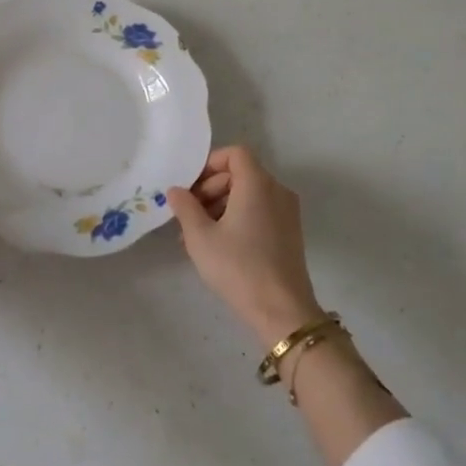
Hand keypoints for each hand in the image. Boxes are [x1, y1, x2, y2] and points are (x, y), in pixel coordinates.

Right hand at [171, 145, 323, 348]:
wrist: (282, 311)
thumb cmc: (238, 267)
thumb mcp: (200, 237)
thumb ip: (185, 207)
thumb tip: (176, 190)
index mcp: (257, 184)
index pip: (234, 154)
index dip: (209, 164)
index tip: (190, 188)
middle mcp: (277, 191)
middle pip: (240, 174)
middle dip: (210, 189)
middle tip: (188, 215)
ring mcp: (287, 212)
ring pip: (249, 194)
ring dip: (221, 206)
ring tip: (197, 236)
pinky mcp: (290, 232)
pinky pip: (260, 211)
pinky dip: (238, 218)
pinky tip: (219, 246)